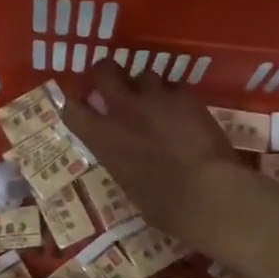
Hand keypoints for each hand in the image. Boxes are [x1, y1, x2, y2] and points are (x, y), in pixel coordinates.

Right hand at [61, 61, 247, 247]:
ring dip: (147, 87)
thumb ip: (121, 160)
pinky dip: (177, 98)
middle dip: (108, 73)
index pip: (72, 108)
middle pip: (105, 70)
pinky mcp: (186, 96)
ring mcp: (156, 98)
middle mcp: (123, 109)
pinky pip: (176, 87)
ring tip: (157, 103)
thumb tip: (127, 158)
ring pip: (144, 74)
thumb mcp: (129, 185)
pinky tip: (186, 113)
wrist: (207, 193)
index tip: (81, 105)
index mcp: (102, 137)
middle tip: (115, 85)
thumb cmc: (164, 206)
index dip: (75, 103)